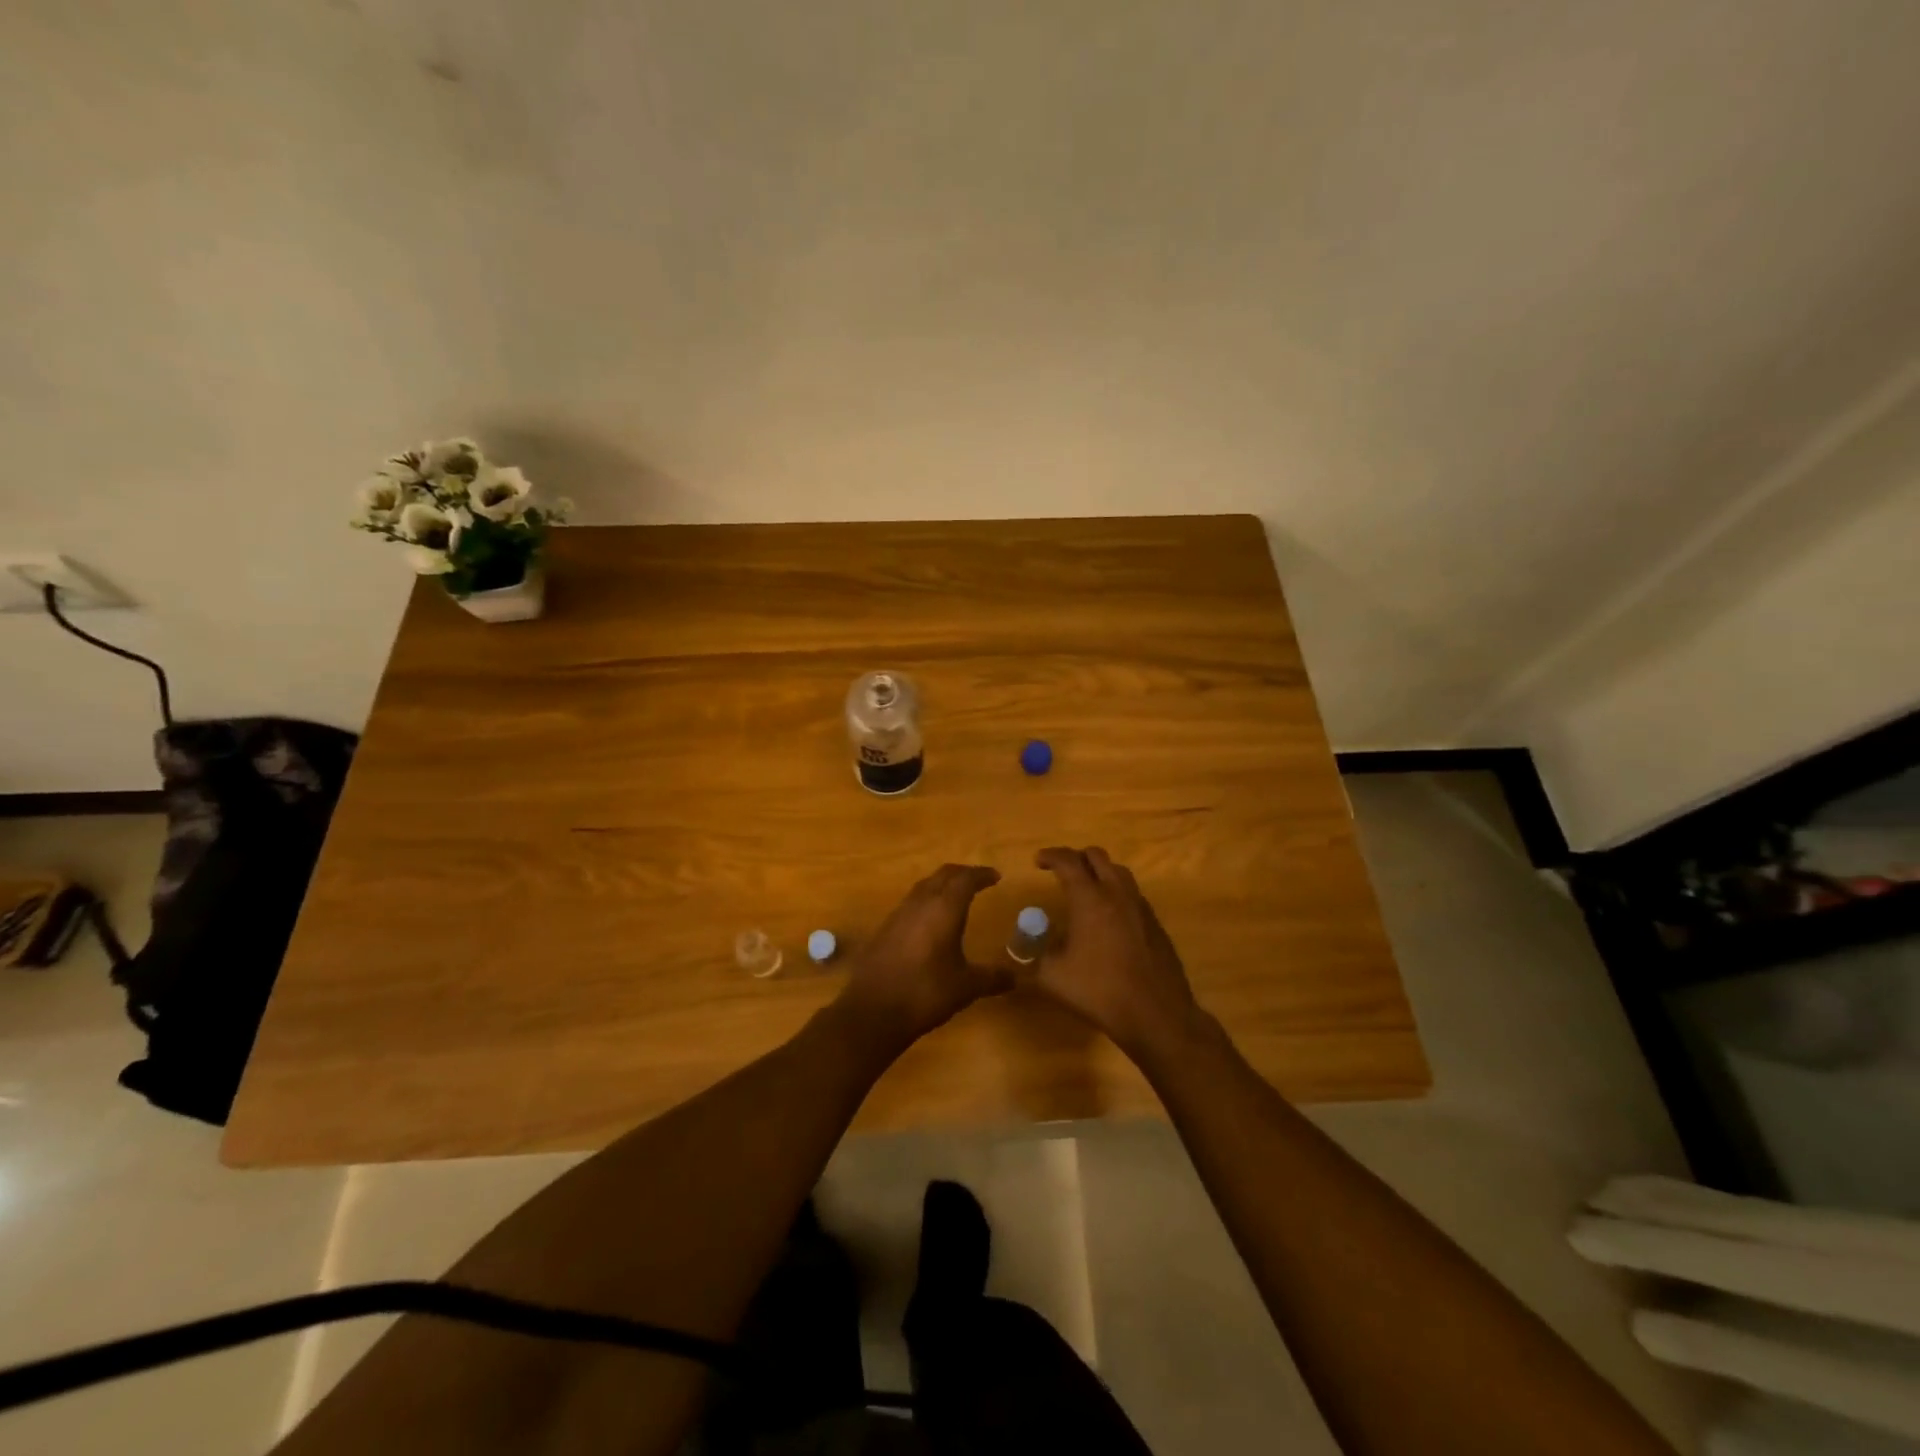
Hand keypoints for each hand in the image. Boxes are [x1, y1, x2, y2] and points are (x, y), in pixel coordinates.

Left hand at [839, 864, 1009, 1046]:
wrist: (872, 1010)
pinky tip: (930, 921)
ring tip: (956, 896)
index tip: (995, 876)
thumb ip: (992, 978)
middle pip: (943, 875)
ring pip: (924, 886)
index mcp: (944, 909)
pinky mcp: (885, 929)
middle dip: (962, 874)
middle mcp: (921, 903)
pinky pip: (911, 903)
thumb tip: (1015, 977)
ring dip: (942, 885)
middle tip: (978, 880)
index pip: (966, 879)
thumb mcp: (966, 987)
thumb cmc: (925, 992)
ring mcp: (899, 914)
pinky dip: (926, 901)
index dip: (982, 875)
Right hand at [1029, 847, 1199, 1058]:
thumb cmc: (1099, 991)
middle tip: (1061, 872)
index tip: (1038, 861)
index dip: (1050, 855)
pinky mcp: (1155, 924)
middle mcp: (1117, 894)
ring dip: (1099, 872)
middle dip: (1076, 858)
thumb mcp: (1052, 977)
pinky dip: (1116, 893)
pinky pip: (1132, 894)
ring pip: (1119, 872)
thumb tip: (1018, 952)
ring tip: (1086, 890)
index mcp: (1090, 898)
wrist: (1156, 1014)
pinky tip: (1108, 919)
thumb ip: (1032, 959)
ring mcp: (1140, 907)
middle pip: (1097, 856)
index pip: (1068, 861)